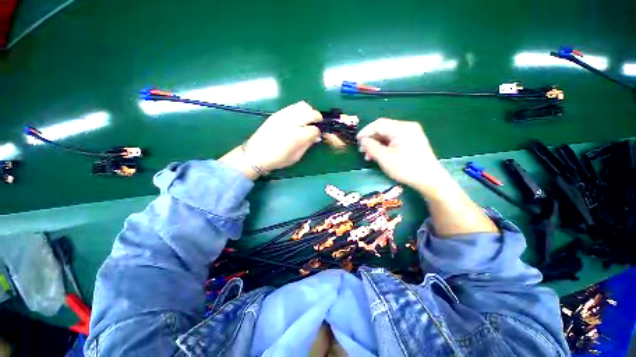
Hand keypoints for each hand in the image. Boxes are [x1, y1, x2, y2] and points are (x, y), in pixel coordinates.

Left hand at [219, 101, 321, 178]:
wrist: (256, 154)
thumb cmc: (277, 159)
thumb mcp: (296, 157)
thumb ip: (307, 145)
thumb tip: (317, 137)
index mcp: (297, 136)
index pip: (314, 129)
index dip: (318, 133)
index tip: (316, 136)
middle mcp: (291, 123)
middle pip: (311, 113)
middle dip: (317, 118)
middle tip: (316, 125)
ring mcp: (283, 115)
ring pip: (303, 105)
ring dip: (309, 112)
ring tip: (307, 121)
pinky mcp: (277, 113)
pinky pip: (293, 106)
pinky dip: (299, 111)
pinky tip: (297, 119)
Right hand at [357, 118, 448, 194]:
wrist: (430, 179)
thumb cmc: (406, 168)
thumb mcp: (385, 158)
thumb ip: (371, 147)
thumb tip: (363, 140)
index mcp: (401, 128)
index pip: (378, 124)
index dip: (366, 131)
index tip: (357, 141)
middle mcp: (407, 127)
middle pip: (383, 129)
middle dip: (371, 139)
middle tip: (362, 151)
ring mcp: (411, 133)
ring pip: (388, 135)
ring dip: (377, 144)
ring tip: (369, 156)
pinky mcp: (412, 140)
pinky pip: (394, 139)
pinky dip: (385, 146)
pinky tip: (379, 155)